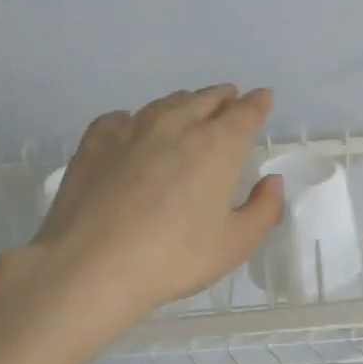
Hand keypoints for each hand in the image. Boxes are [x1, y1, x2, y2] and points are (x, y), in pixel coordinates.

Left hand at [23, 85, 282, 323]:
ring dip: (184, 103)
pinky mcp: (95, 143)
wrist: (91, 265)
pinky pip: (121, 119)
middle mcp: (177, 125)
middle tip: (230, 100)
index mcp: (218, 146)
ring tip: (189, 109)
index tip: (263, 99)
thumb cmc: (175, 257)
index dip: (258, 104)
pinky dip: (135, 119)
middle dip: (223, 97)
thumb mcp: (235, 244)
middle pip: (206, 99)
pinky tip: (131, 130)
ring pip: (165, 104)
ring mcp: (132, 130)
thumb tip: (271, 182)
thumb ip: (263, 210)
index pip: (246, 112)